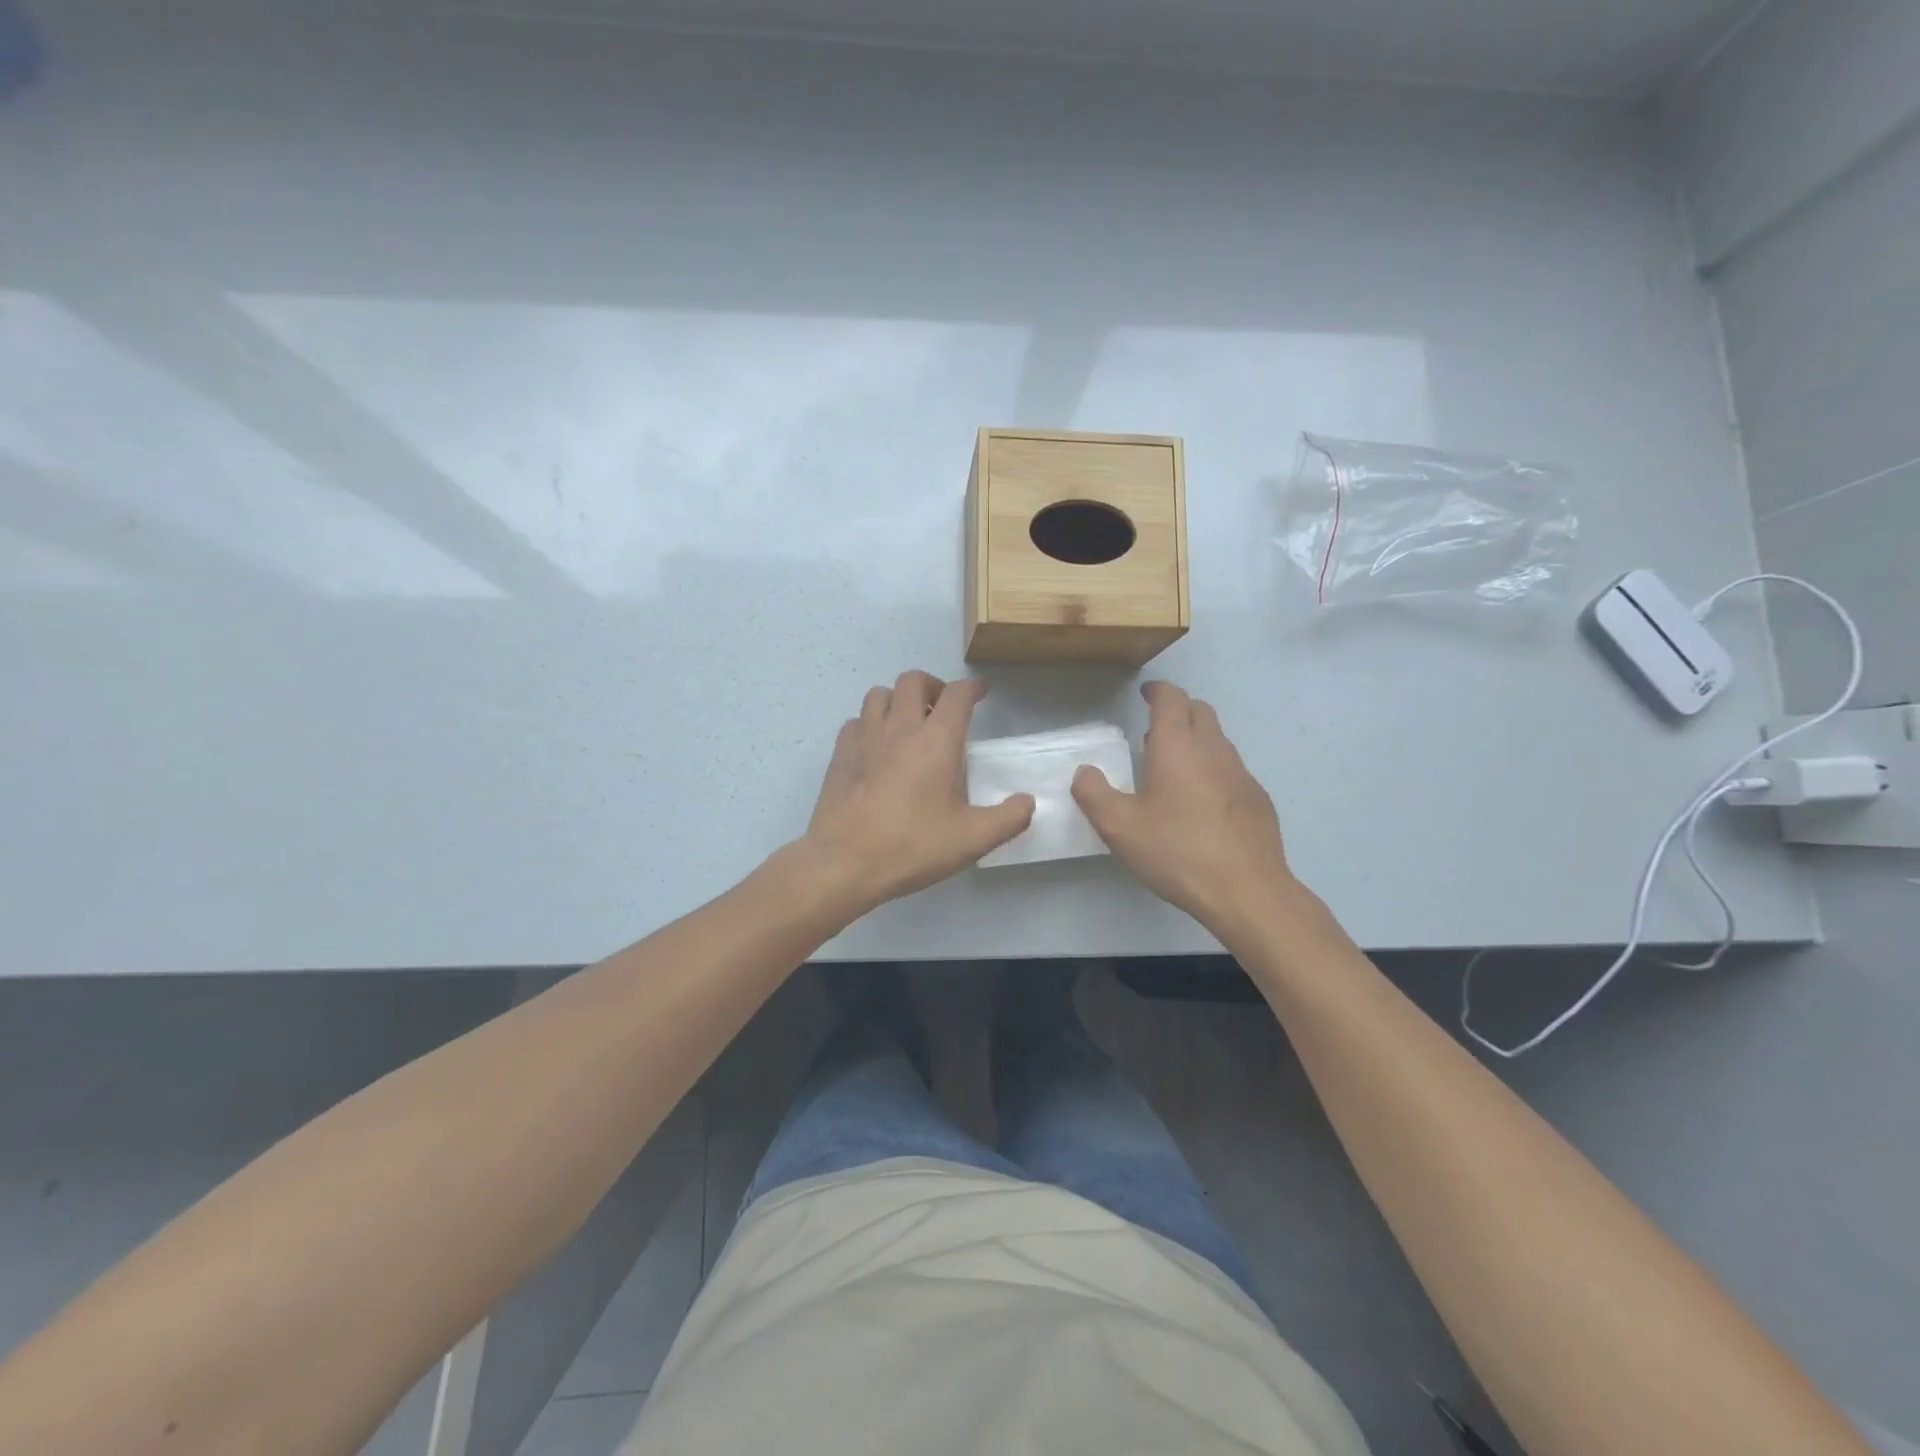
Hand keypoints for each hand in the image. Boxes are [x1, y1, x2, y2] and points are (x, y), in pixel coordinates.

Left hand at [802, 671, 1033, 913]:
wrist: (845, 862)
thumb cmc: (912, 846)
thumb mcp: (973, 839)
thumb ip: (1009, 818)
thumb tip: (1027, 802)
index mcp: (936, 740)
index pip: (957, 694)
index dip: (972, 688)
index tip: (980, 693)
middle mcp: (900, 727)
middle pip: (914, 681)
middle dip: (933, 686)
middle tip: (943, 709)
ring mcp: (865, 737)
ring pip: (879, 694)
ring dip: (898, 700)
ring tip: (908, 723)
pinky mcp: (840, 753)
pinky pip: (856, 721)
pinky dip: (870, 723)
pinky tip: (877, 746)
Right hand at [1072, 681, 1296, 929]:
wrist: (1247, 891)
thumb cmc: (1177, 852)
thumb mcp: (1120, 827)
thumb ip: (1094, 794)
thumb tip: (1084, 772)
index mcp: (1178, 747)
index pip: (1171, 699)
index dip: (1157, 691)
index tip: (1145, 693)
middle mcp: (1213, 750)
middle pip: (1200, 711)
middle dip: (1178, 710)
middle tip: (1155, 729)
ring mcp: (1242, 774)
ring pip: (1218, 740)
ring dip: (1196, 740)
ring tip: (1173, 765)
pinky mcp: (1258, 800)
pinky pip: (1232, 769)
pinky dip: (1213, 769)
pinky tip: (1202, 802)